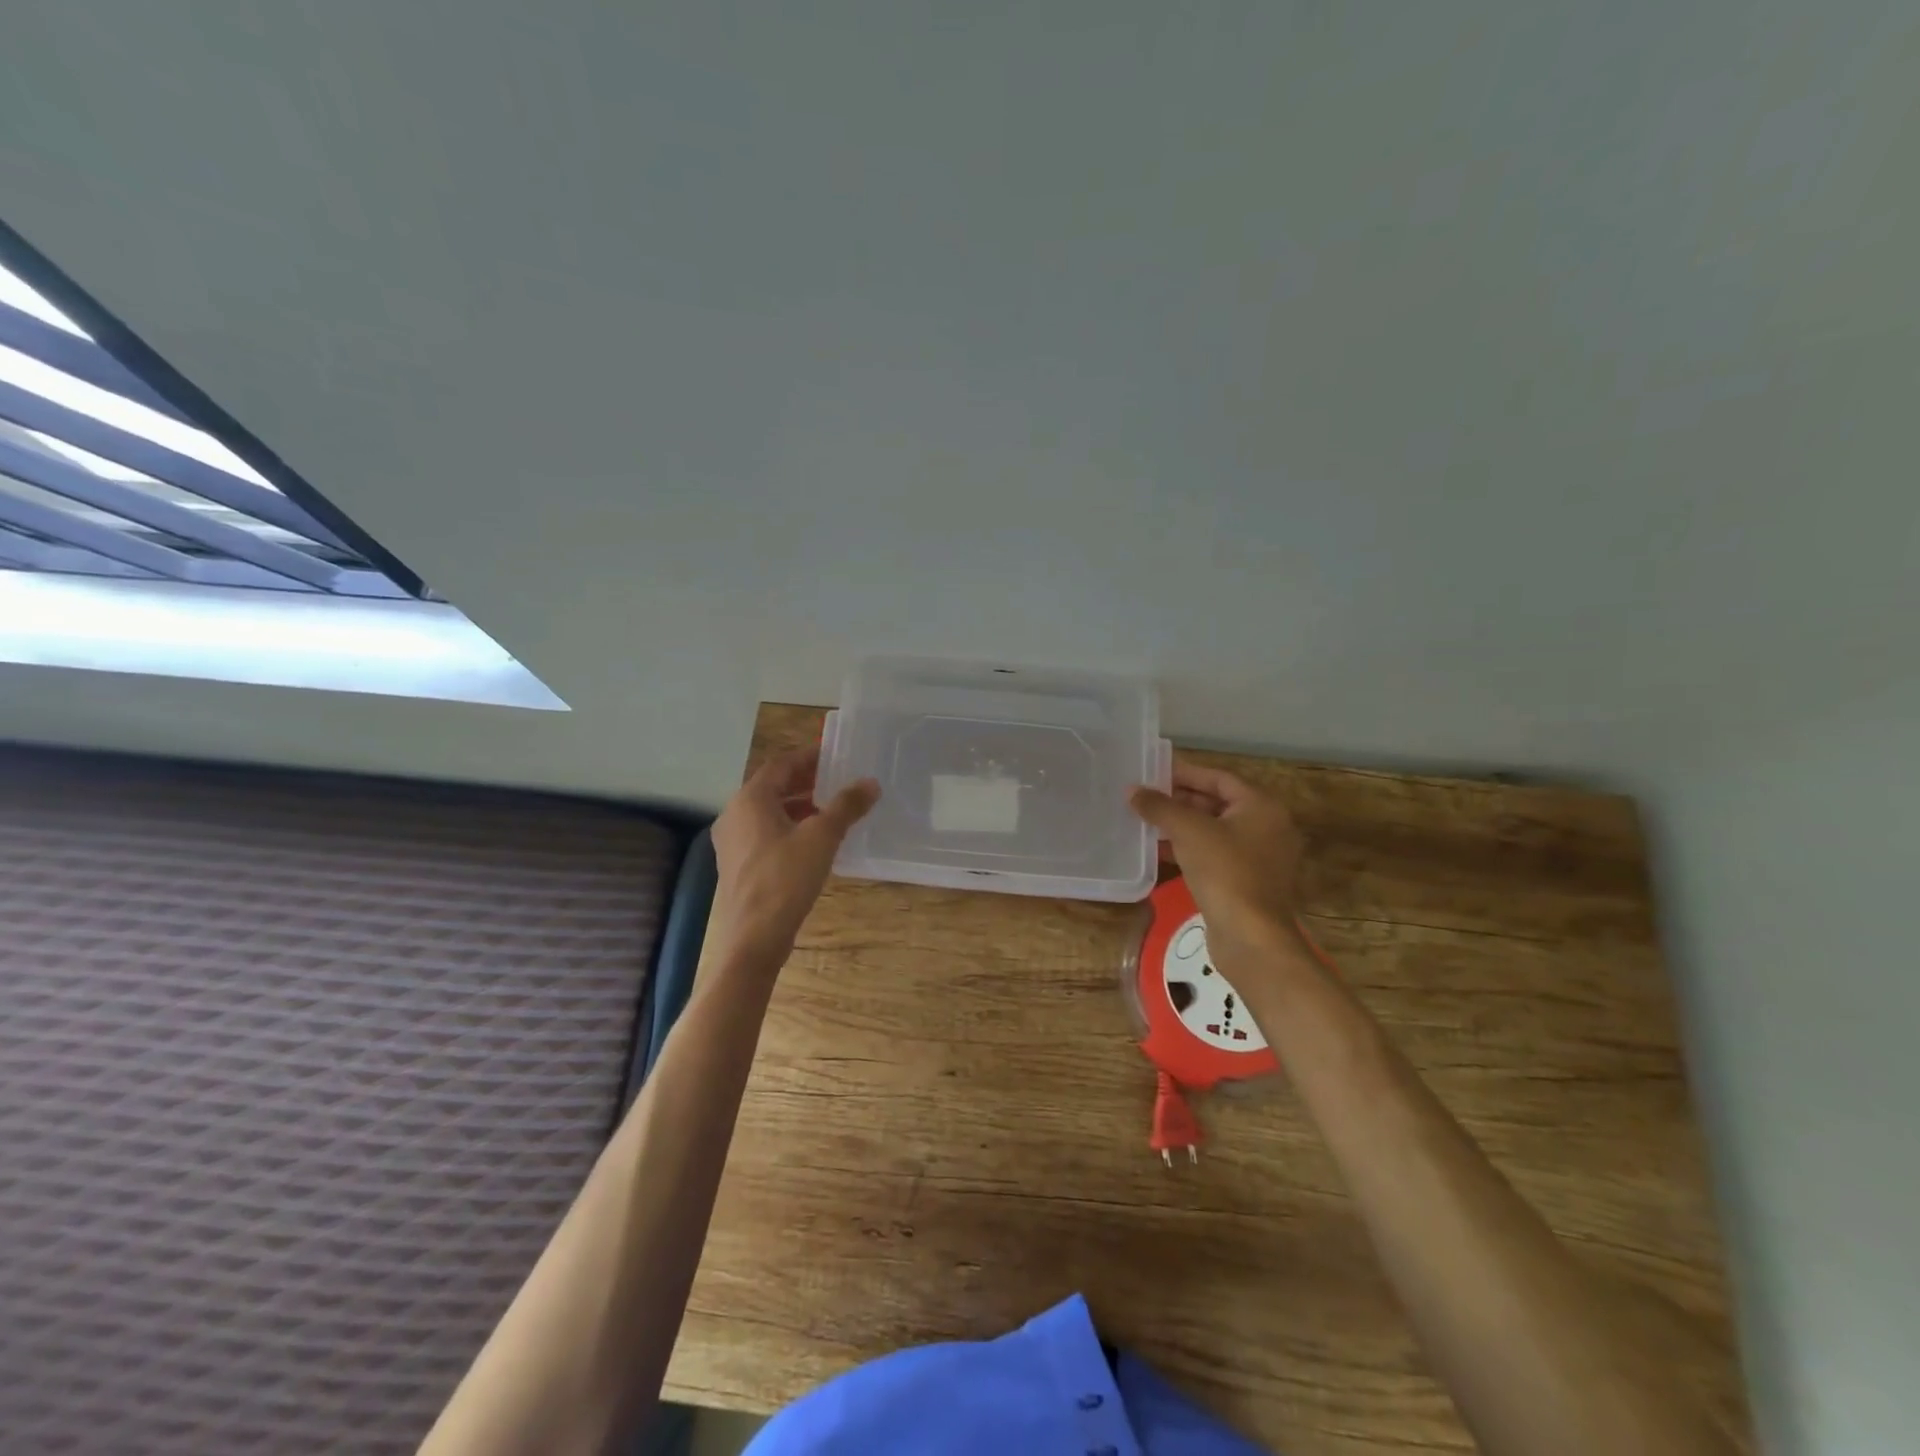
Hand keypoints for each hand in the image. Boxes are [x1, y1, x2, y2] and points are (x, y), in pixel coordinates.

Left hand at [708, 748, 879, 972]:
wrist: (753, 938)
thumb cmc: (785, 878)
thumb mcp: (823, 837)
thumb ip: (846, 806)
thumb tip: (871, 782)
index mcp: (751, 799)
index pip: (782, 763)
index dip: (810, 756)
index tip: (837, 754)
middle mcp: (735, 814)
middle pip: (773, 786)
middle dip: (806, 781)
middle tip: (839, 780)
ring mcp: (733, 841)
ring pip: (769, 812)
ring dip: (799, 806)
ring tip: (832, 810)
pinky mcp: (738, 865)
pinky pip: (765, 833)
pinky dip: (789, 827)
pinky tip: (814, 842)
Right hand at [1128, 760, 1309, 978]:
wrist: (1251, 937)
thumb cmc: (1225, 872)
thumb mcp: (1188, 831)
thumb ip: (1159, 806)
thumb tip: (1132, 790)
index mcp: (1262, 807)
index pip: (1219, 778)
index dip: (1184, 772)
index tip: (1152, 772)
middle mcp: (1267, 827)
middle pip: (1218, 803)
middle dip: (1180, 799)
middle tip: (1145, 797)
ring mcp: (1259, 858)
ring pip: (1214, 831)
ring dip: (1181, 825)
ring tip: (1146, 821)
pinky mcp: (1247, 883)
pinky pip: (1215, 855)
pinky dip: (1189, 849)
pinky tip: (1159, 851)